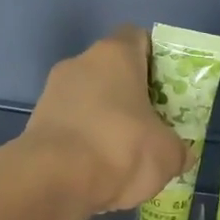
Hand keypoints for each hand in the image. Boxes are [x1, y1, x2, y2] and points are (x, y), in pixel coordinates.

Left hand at [22, 26, 189, 214]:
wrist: (54, 181)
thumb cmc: (120, 149)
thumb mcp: (167, 154)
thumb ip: (178, 149)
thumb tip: (182, 154)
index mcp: (115, 55)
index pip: (138, 38)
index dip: (155, 59)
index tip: (168, 87)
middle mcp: (80, 63)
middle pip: (112, 71)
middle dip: (131, 95)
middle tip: (152, 124)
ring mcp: (53, 92)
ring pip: (89, 100)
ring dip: (106, 120)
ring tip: (126, 154)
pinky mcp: (37, 123)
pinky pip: (71, 126)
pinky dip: (85, 142)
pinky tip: (99, 170)